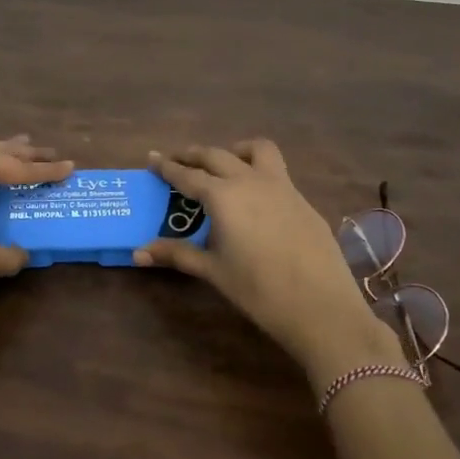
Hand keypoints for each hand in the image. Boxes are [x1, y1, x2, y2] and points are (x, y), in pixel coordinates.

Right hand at [134, 141, 405, 379]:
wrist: (321, 307)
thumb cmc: (259, 290)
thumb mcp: (214, 271)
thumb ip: (177, 254)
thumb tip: (138, 253)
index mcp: (224, 196)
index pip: (188, 175)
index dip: (167, 166)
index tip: (152, 157)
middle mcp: (251, 181)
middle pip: (217, 155)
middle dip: (194, 155)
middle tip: (178, 159)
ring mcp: (282, 187)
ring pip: (256, 150)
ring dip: (234, 151)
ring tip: (224, 165)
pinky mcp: (303, 200)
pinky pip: (277, 172)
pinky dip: (258, 172)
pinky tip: (256, 199)